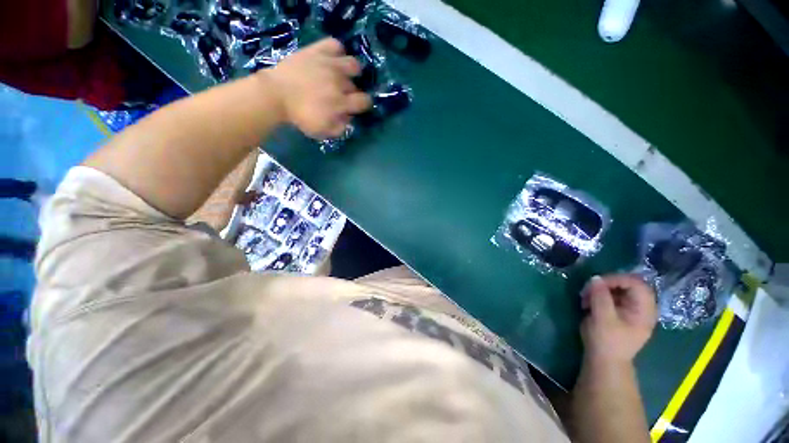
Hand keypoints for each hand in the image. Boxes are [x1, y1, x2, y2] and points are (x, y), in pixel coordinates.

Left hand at [261, 38, 371, 138]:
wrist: (275, 95)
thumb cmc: (300, 116)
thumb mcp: (322, 131)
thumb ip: (340, 128)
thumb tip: (348, 119)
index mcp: (341, 102)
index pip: (364, 101)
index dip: (363, 104)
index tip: (356, 106)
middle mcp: (339, 82)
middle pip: (355, 85)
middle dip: (351, 92)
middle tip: (340, 95)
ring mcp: (329, 64)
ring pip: (352, 64)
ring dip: (350, 72)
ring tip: (341, 75)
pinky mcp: (317, 51)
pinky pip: (335, 45)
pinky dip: (337, 52)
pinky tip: (332, 60)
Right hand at [580, 274, 656, 364]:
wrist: (605, 362)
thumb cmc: (607, 341)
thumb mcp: (602, 318)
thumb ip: (600, 297)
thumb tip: (595, 278)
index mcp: (644, 310)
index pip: (636, 284)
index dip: (616, 279)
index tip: (596, 283)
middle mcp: (641, 307)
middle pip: (627, 284)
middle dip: (605, 284)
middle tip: (588, 289)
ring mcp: (631, 310)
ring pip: (617, 289)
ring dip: (599, 290)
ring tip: (585, 298)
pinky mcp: (620, 312)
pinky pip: (611, 297)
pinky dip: (599, 296)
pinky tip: (588, 303)